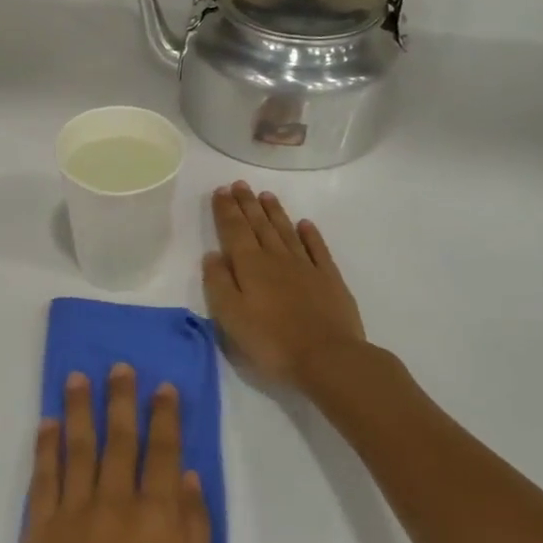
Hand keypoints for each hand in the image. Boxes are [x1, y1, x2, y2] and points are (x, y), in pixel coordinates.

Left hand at [17, 366, 212, 542]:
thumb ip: (193, 529)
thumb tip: (185, 476)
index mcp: (158, 516)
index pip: (163, 452)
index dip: (164, 416)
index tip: (163, 386)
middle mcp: (116, 501)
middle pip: (120, 439)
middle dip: (121, 399)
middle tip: (119, 366)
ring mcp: (75, 512)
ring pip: (78, 447)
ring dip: (79, 408)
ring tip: (78, 377)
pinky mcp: (41, 529)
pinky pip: (44, 476)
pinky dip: (46, 446)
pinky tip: (47, 424)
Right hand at [203, 182, 367, 390]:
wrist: (328, 358)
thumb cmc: (272, 341)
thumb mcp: (231, 317)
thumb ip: (218, 283)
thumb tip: (212, 254)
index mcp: (250, 266)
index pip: (234, 230)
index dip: (226, 210)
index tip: (221, 190)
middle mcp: (277, 258)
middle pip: (259, 225)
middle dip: (247, 204)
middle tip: (240, 184)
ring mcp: (306, 266)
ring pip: (286, 231)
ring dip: (274, 213)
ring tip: (265, 195)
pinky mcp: (329, 279)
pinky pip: (317, 248)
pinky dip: (310, 234)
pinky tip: (305, 224)